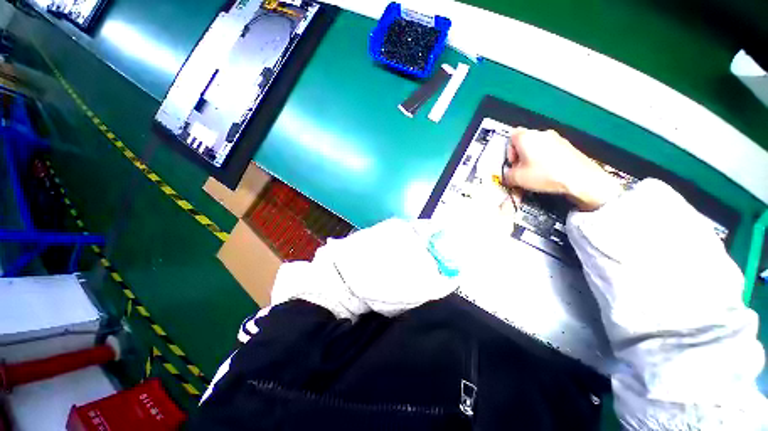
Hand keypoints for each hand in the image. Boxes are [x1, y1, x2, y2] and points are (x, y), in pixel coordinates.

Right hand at [503, 128, 621, 210]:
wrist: (579, 178)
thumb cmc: (546, 174)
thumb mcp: (517, 178)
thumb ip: (506, 175)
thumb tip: (507, 175)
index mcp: (526, 137)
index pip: (511, 137)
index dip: (509, 151)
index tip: (512, 163)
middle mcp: (541, 133)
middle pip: (524, 141)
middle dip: (520, 155)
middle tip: (521, 170)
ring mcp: (556, 138)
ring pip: (537, 146)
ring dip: (532, 157)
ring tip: (535, 173)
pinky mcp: (567, 146)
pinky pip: (550, 150)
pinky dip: (545, 159)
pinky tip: (547, 172)